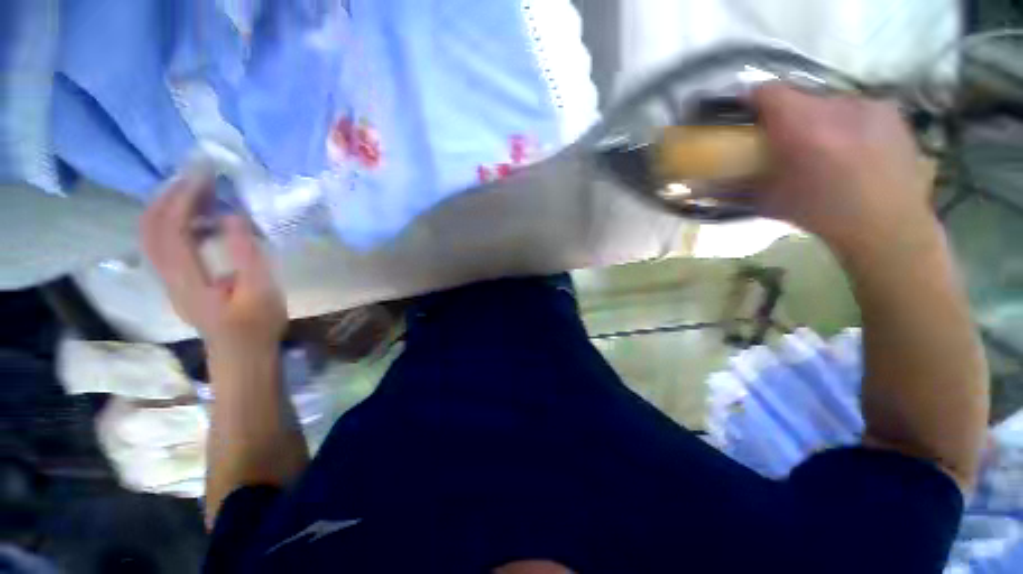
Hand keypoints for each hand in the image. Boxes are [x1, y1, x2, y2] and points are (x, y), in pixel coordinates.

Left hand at [141, 173, 286, 351]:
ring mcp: (168, 279)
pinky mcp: (176, 280)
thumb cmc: (257, 324)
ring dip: (168, 205)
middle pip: (150, 227)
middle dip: (169, 195)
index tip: (205, 174)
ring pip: (151, 234)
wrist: (242, 353)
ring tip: (197, 189)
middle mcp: (168, 276)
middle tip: (197, 175)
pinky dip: (172, 220)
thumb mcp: (261, 290)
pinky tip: (197, 215)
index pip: (171, 228)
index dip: (183, 197)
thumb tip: (233, 215)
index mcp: (187, 279)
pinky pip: (162, 242)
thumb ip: (246, 253)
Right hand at [751, 84, 937, 258]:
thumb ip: (736, 186)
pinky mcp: (890, 112)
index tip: (744, 112)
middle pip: (799, 95)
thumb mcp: (769, 201)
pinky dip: (846, 122)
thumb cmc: (821, 214)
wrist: (887, 226)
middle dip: (787, 113)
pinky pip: (857, 108)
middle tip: (784, 139)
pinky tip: (851, 147)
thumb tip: (704, 185)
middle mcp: (836, 106)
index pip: (768, 92)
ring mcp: (868, 105)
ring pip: (829, 101)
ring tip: (822, 146)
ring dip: (818, 118)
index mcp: (803, 127)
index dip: (751, 98)